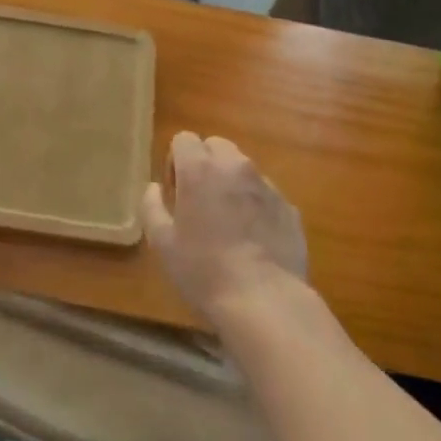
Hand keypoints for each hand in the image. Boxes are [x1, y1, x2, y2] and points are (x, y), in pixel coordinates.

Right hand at [142, 132, 305, 325]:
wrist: (265, 301)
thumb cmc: (204, 271)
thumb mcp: (163, 244)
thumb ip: (152, 207)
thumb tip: (153, 188)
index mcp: (200, 168)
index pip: (184, 139)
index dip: (175, 161)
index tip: (176, 193)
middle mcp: (234, 166)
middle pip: (216, 146)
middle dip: (205, 164)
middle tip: (200, 202)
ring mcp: (266, 185)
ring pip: (243, 168)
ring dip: (231, 182)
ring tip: (229, 222)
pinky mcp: (288, 207)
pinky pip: (266, 194)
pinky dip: (256, 205)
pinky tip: (254, 240)